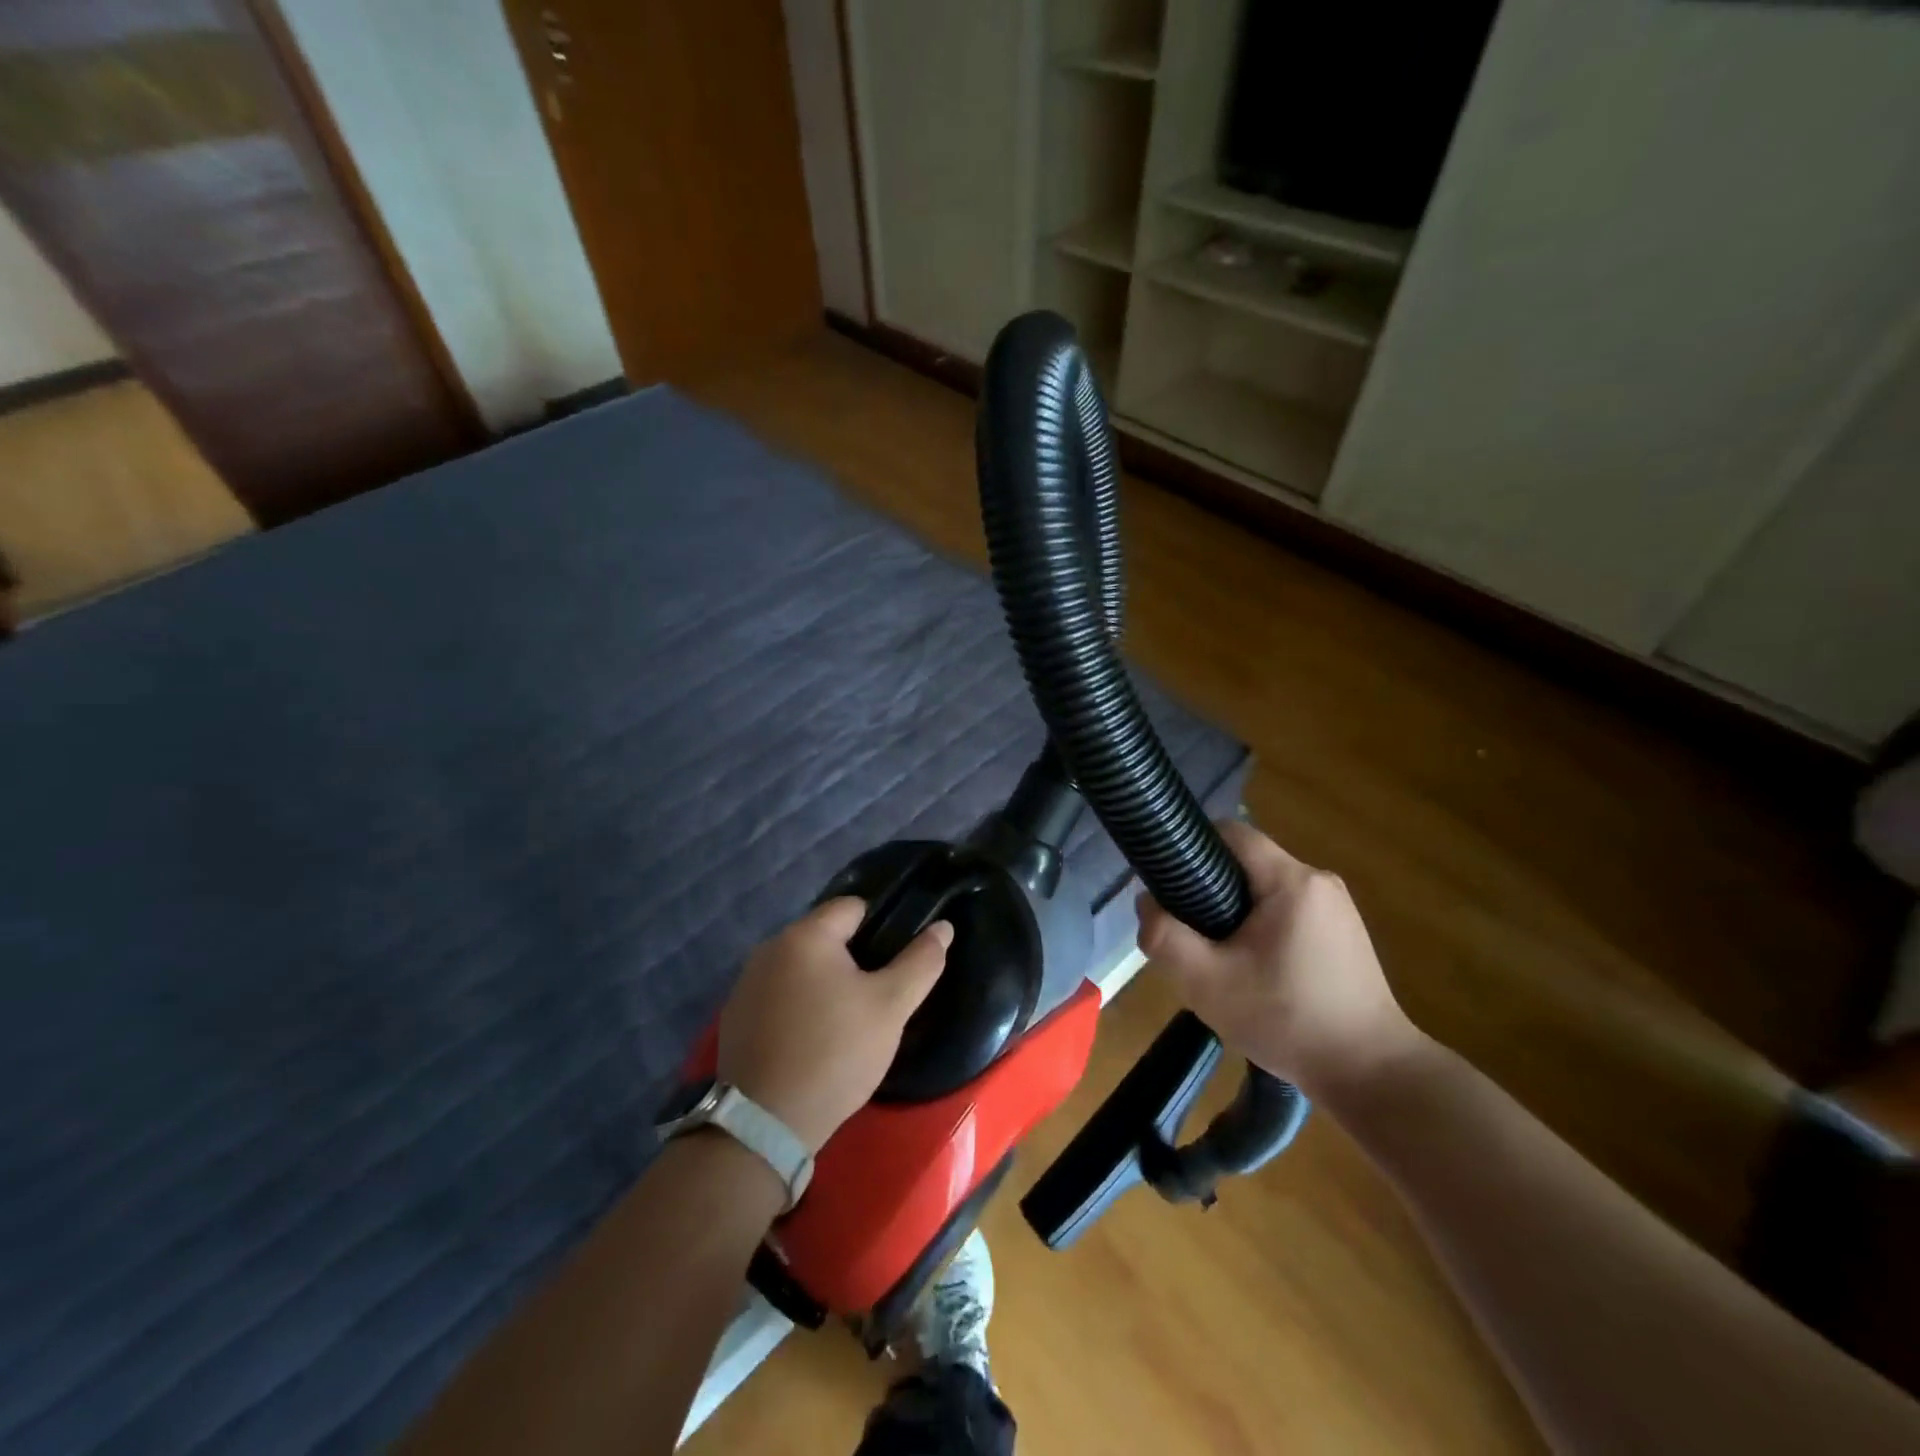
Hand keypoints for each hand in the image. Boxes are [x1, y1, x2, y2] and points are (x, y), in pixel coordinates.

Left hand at [718, 898, 951, 1151]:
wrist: (765, 1124)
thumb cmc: (834, 1053)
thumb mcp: (890, 1007)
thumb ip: (920, 962)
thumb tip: (943, 927)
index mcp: (806, 935)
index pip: (853, 907)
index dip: (881, 927)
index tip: (896, 962)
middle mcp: (769, 948)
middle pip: (825, 936)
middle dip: (853, 958)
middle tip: (876, 997)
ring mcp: (747, 982)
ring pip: (801, 967)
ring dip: (824, 982)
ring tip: (846, 1020)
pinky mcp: (735, 1016)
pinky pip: (779, 994)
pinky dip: (798, 1005)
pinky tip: (812, 1039)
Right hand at [1136, 821, 1421, 1103]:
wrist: (1371, 1076)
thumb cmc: (1287, 1020)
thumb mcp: (1207, 983)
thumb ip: (1165, 937)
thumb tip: (1147, 902)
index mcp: (1291, 880)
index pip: (1231, 832)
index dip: (1192, 847)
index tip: (1169, 883)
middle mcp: (1319, 881)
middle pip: (1247, 863)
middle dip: (1210, 889)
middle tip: (1190, 932)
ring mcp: (1337, 908)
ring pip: (1266, 889)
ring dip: (1236, 912)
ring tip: (1219, 956)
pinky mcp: (1345, 933)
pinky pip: (1288, 911)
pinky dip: (1262, 927)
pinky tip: (1256, 970)